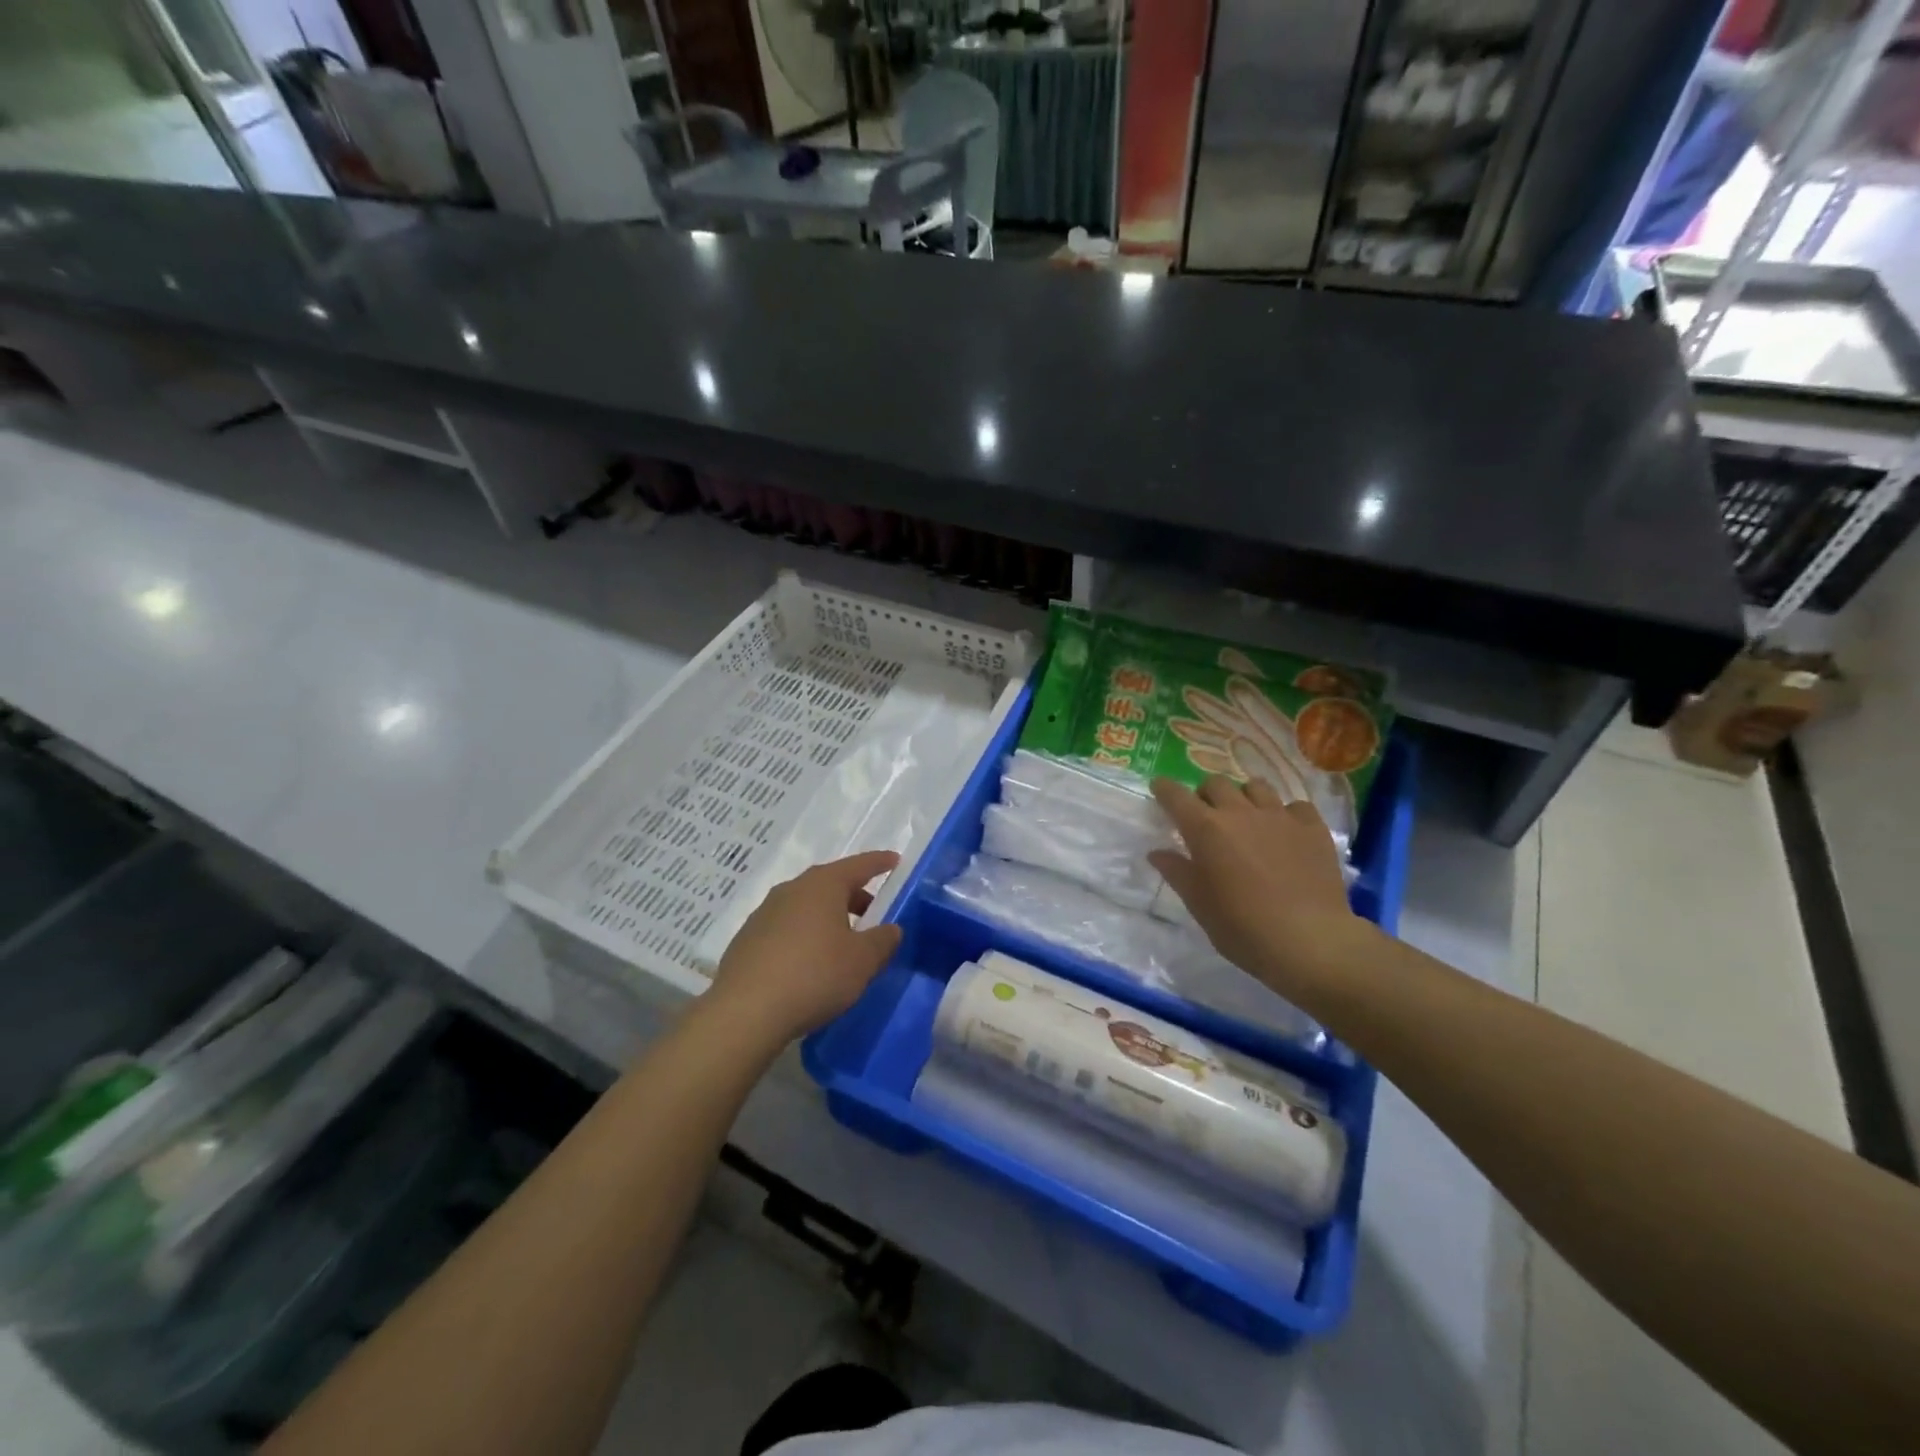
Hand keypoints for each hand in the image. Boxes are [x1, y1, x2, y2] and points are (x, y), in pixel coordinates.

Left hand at [706, 851, 904, 1046]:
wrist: (745, 1012)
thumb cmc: (814, 975)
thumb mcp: (862, 961)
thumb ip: (883, 940)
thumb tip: (891, 928)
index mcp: (823, 885)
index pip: (859, 865)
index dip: (879, 863)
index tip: (894, 861)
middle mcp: (792, 890)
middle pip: (830, 884)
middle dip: (854, 895)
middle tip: (874, 913)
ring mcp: (765, 913)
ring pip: (806, 906)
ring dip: (828, 917)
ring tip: (843, 942)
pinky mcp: (747, 939)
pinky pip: (786, 927)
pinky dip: (805, 935)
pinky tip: (810, 962)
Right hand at [1149, 776, 1369, 994]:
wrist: (1310, 941)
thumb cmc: (1242, 927)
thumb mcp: (1199, 905)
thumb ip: (1177, 872)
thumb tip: (1157, 853)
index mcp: (1205, 829)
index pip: (1176, 795)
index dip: (1164, 788)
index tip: (1160, 788)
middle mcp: (1240, 812)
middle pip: (1216, 783)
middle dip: (1205, 794)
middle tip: (1205, 815)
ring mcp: (1279, 816)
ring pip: (1256, 786)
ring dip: (1244, 797)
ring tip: (1246, 817)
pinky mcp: (1312, 828)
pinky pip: (1295, 806)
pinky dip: (1285, 813)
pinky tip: (1286, 832)